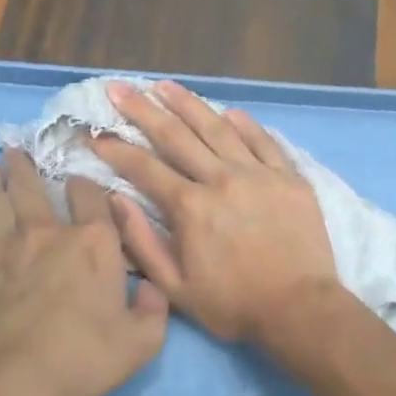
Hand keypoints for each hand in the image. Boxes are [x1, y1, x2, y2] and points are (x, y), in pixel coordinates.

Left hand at [0, 149, 168, 395]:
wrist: (14, 380)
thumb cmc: (84, 357)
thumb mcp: (141, 341)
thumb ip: (155, 310)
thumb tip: (154, 288)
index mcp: (92, 243)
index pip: (89, 197)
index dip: (85, 184)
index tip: (79, 178)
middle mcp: (47, 235)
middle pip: (33, 189)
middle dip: (25, 167)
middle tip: (15, 148)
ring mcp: (4, 251)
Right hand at [91, 80, 340, 348]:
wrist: (300, 309)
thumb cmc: (233, 304)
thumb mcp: (175, 287)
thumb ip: (141, 241)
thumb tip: (114, 200)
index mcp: (190, 207)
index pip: (144, 167)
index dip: (116, 149)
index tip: (95, 133)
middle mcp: (221, 179)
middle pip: (176, 135)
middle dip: (143, 110)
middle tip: (120, 89)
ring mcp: (258, 174)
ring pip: (218, 128)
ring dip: (188, 103)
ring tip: (165, 85)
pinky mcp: (289, 177)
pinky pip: (263, 141)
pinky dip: (244, 124)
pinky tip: (228, 111)